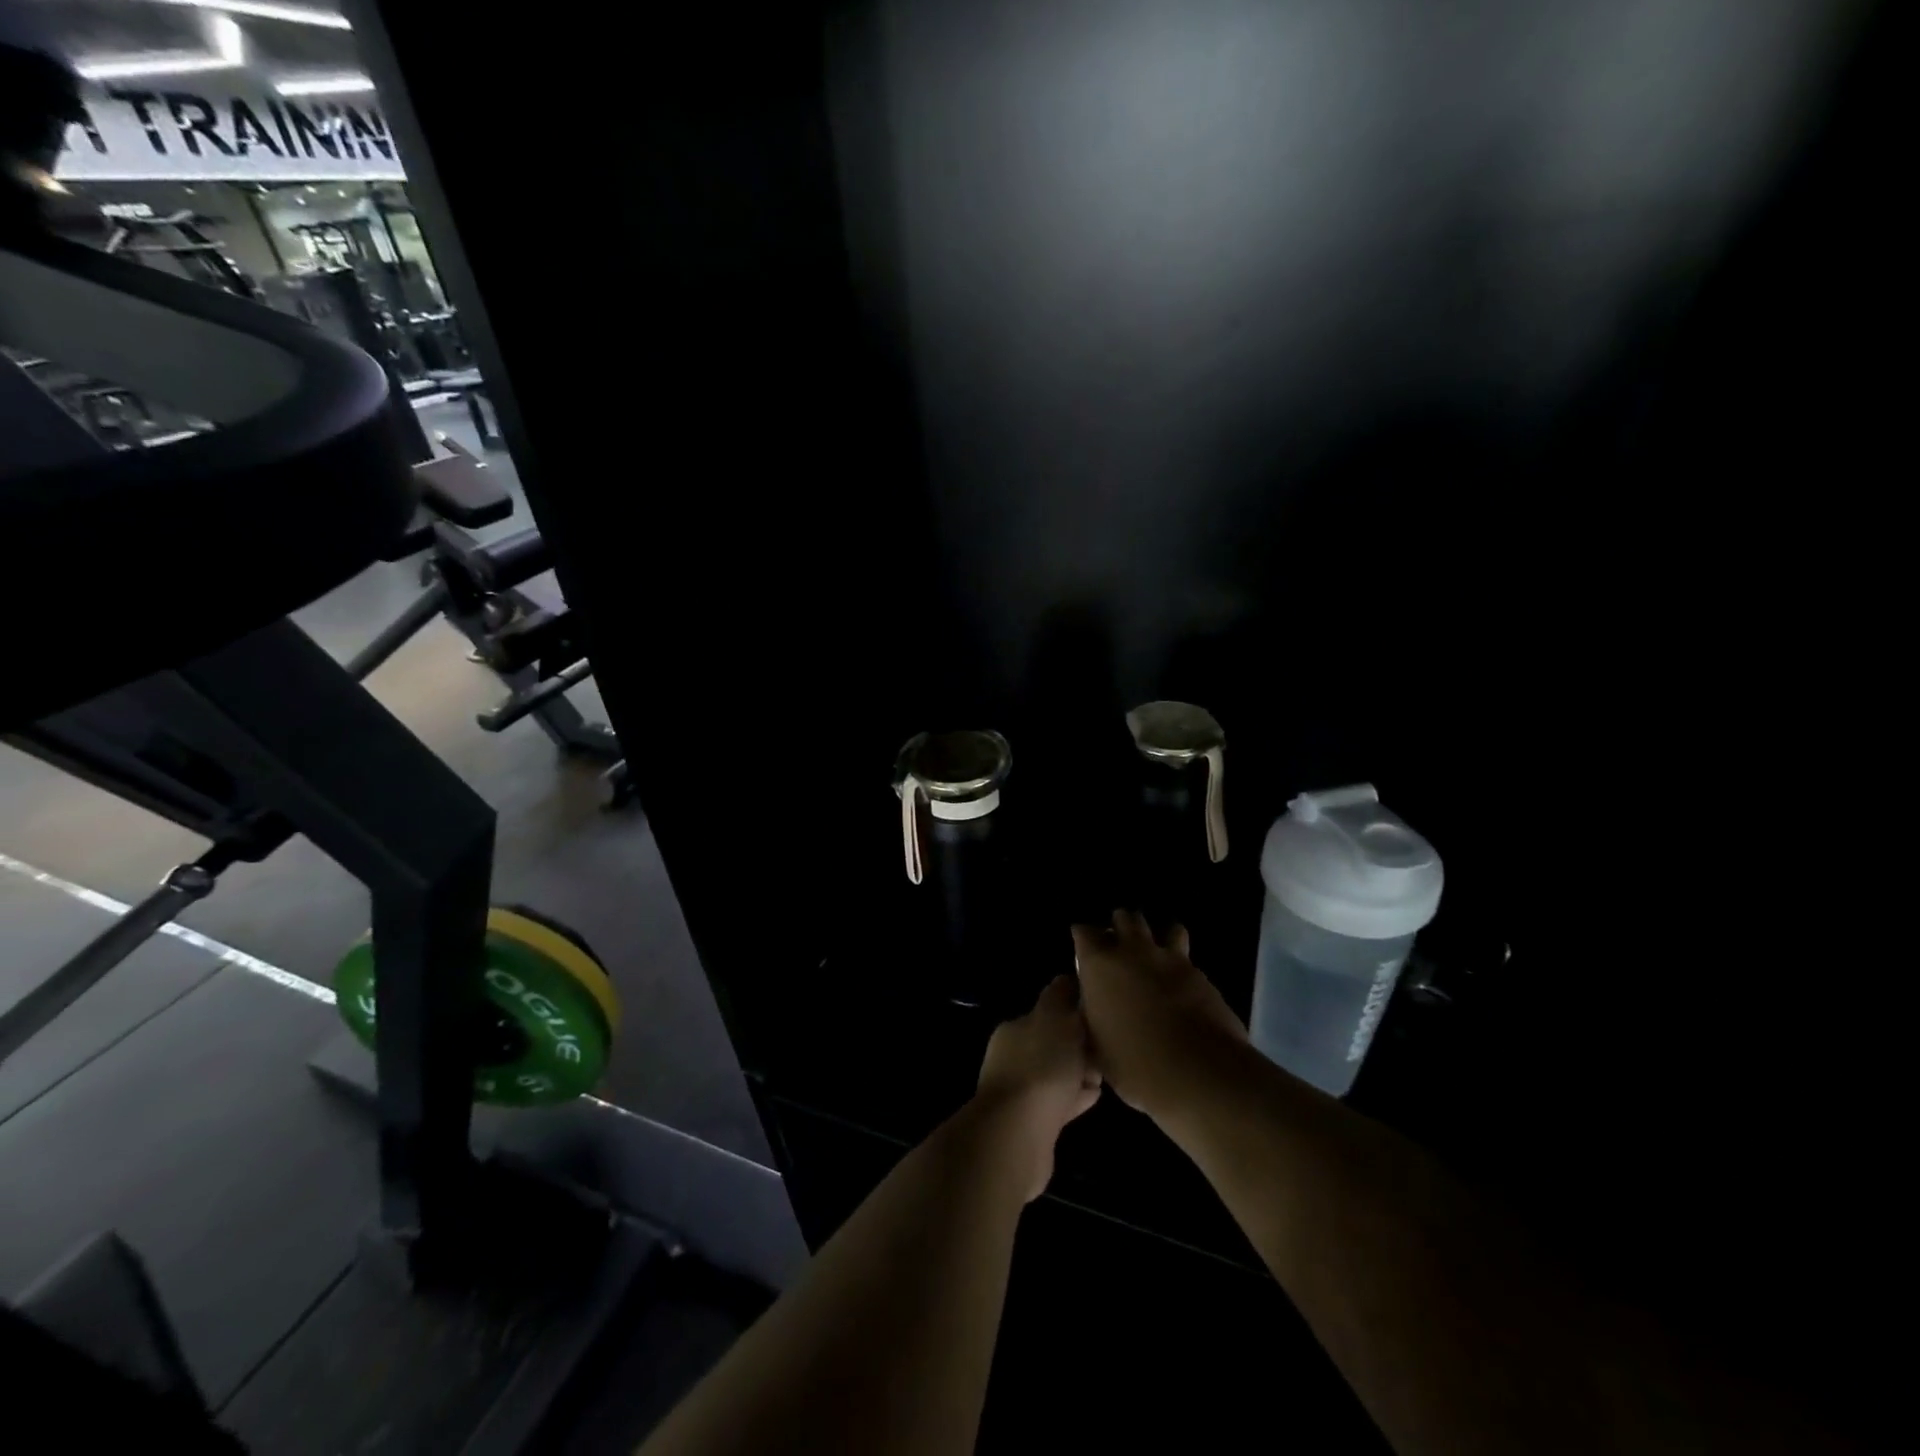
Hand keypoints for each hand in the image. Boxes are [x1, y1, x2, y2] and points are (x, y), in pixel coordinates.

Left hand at [973, 975, 1103, 1200]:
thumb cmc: (1040, 1067)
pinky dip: (1075, 1098)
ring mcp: (1019, 1093)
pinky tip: (1093, 1097)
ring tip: (1105, 1075)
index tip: (1101, 1020)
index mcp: (1015, 1029)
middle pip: (1053, 1046)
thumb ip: (1060, 996)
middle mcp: (1012, 1057)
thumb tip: (1066, 979)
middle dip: (1080, 1047)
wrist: (1018, 1135)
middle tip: (1109, 1051)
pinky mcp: (1031, 1125)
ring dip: (1079, 1073)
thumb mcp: (1054, 1018)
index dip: (1075, 1014)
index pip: (1048, 1014)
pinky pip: (1059, 1104)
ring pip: (1056, 1076)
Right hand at [1071, 910, 1246, 1124]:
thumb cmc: (1133, 1064)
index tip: (1084, 948)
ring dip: (1158, 935)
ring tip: (1155, 953)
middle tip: (1118, 944)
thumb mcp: (1097, 1046)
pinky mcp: (1200, 974)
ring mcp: (1170, 959)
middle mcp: (1133, 951)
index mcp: (1099, 965)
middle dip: (1120, 925)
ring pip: (1165, 927)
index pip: (1084, 932)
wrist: (1197, 1072)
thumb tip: (1094, 1010)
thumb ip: (1092, 1017)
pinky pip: (1187, 957)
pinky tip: (1180, 983)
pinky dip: (1180, 964)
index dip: (1083, 937)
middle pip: (1125, 918)